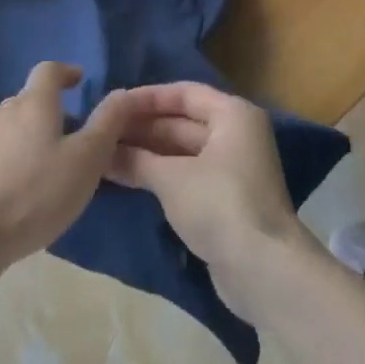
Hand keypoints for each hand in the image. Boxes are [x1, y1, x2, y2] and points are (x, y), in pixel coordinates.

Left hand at [0, 62, 133, 285]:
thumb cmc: (34, 194)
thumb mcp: (86, 161)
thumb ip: (107, 124)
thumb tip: (123, 92)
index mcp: (32, 105)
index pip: (48, 71)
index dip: (65, 72)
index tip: (78, 80)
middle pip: (25, 100)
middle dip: (46, 110)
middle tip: (66, 134)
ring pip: (4, 128)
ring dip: (23, 136)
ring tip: (38, 165)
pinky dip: (2, 162)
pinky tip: (8, 190)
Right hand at [107, 82, 310, 321]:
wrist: (263, 269)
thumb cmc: (219, 205)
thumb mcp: (171, 179)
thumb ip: (135, 161)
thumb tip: (101, 154)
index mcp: (232, 115)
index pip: (184, 93)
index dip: (147, 98)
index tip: (112, 105)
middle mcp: (236, 135)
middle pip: (182, 122)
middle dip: (143, 128)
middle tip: (102, 133)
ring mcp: (233, 169)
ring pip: (182, 152)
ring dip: (148, 154)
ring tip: (106, 156)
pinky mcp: (226, 199)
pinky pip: (187, 175)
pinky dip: (161, 175)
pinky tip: (128, 179)